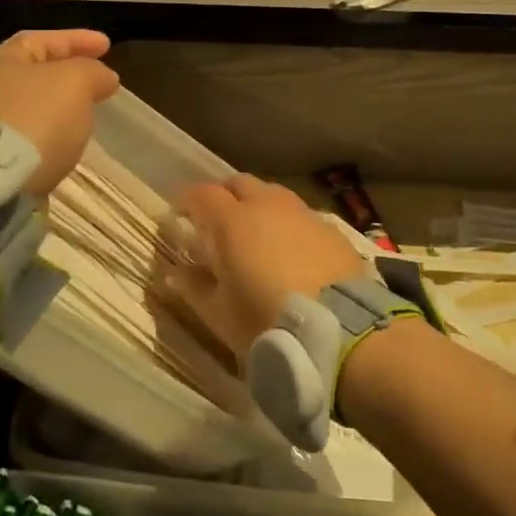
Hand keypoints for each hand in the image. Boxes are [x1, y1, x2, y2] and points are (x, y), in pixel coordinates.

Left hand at [0, 29, 119, 195]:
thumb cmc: (36, 116)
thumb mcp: (75, 82)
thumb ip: (93, 72)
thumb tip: (104, 77)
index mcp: (5, 60)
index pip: (44, 40)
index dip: (77, 40)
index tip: (107, 45)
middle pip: (35, 73)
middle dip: (68, 73)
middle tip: (98, 80)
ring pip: (33, 106)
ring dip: (60, 105)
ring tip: (87, 112)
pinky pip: (30, 134)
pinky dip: (51, 131)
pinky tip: (66, 140)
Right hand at [162, 175, 367, 366]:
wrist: (341, 332)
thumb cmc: (267, 322)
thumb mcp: (220, 314)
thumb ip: (193, 288)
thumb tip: (174, 273)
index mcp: (233, 221)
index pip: (201, 193)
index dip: (186, 200)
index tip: (179, 216)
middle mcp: (267, 205)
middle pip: (239, 184)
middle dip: (223, 197)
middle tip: (216, 224)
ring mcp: (303, 213)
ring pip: (272, 195)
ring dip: (258, 207)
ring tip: (255, 237)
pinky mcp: (331, 229)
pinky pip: (300, 216)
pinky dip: (287, 225)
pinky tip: (291, 252)